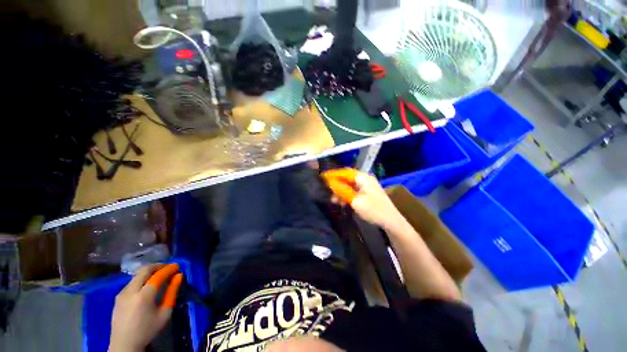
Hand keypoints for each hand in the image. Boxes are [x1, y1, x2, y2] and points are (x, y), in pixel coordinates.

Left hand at [109, 263, 182, 351]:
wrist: (124, 344)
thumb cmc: (148, 329)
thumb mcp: (165, 313)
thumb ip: (172, 293)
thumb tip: (179, 276)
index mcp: (144, 295)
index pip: (158, 275)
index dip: (168, 269)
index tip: (177, 267)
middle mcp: (131, 290)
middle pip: (145, 270)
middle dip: (158, 266)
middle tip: (168, 268)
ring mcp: (122, 293)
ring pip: (137, 275)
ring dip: (150, 272)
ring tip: (159, 276)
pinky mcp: (118, 297)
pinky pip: (132, 282)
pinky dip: (142, 279)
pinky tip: (147, 286)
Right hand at [326, 170, 402, 228]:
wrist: (391, 222)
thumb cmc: (374, 210)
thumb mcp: (356, 201)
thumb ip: (343, 191)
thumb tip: (330, 183)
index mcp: (363, 178)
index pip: (345, 172)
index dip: (333, 174)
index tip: (323, 177)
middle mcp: (365, 179)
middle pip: (347, 178)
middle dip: (336, 185)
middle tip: (327, 191)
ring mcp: (366, 186)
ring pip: (349, 185)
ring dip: (341, 191)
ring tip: (333, 200)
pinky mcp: (366, 193)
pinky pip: (353, 191)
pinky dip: (346, 195)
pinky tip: (342, 202)